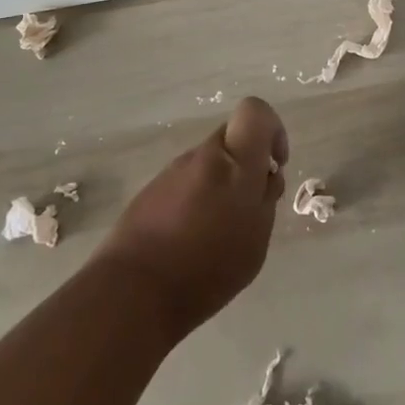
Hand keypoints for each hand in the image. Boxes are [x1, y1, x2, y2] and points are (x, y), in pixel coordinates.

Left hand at [92, 97, 288, 338]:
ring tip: (216, 233)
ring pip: (208, 164)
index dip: (272, 129)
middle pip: (232, 139)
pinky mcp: (150, 191)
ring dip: (220, 185)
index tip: (272, 165)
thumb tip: (266, 175)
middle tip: (247, 207)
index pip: (255, 111)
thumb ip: (266, 199)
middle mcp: (202, 156)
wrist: (132, 293)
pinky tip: (190, 240)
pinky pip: (186, 183)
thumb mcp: (256, 239)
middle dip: (246, 164)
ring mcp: (172, 172)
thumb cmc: (207, 268)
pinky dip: (196, 201)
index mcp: (235, 163)